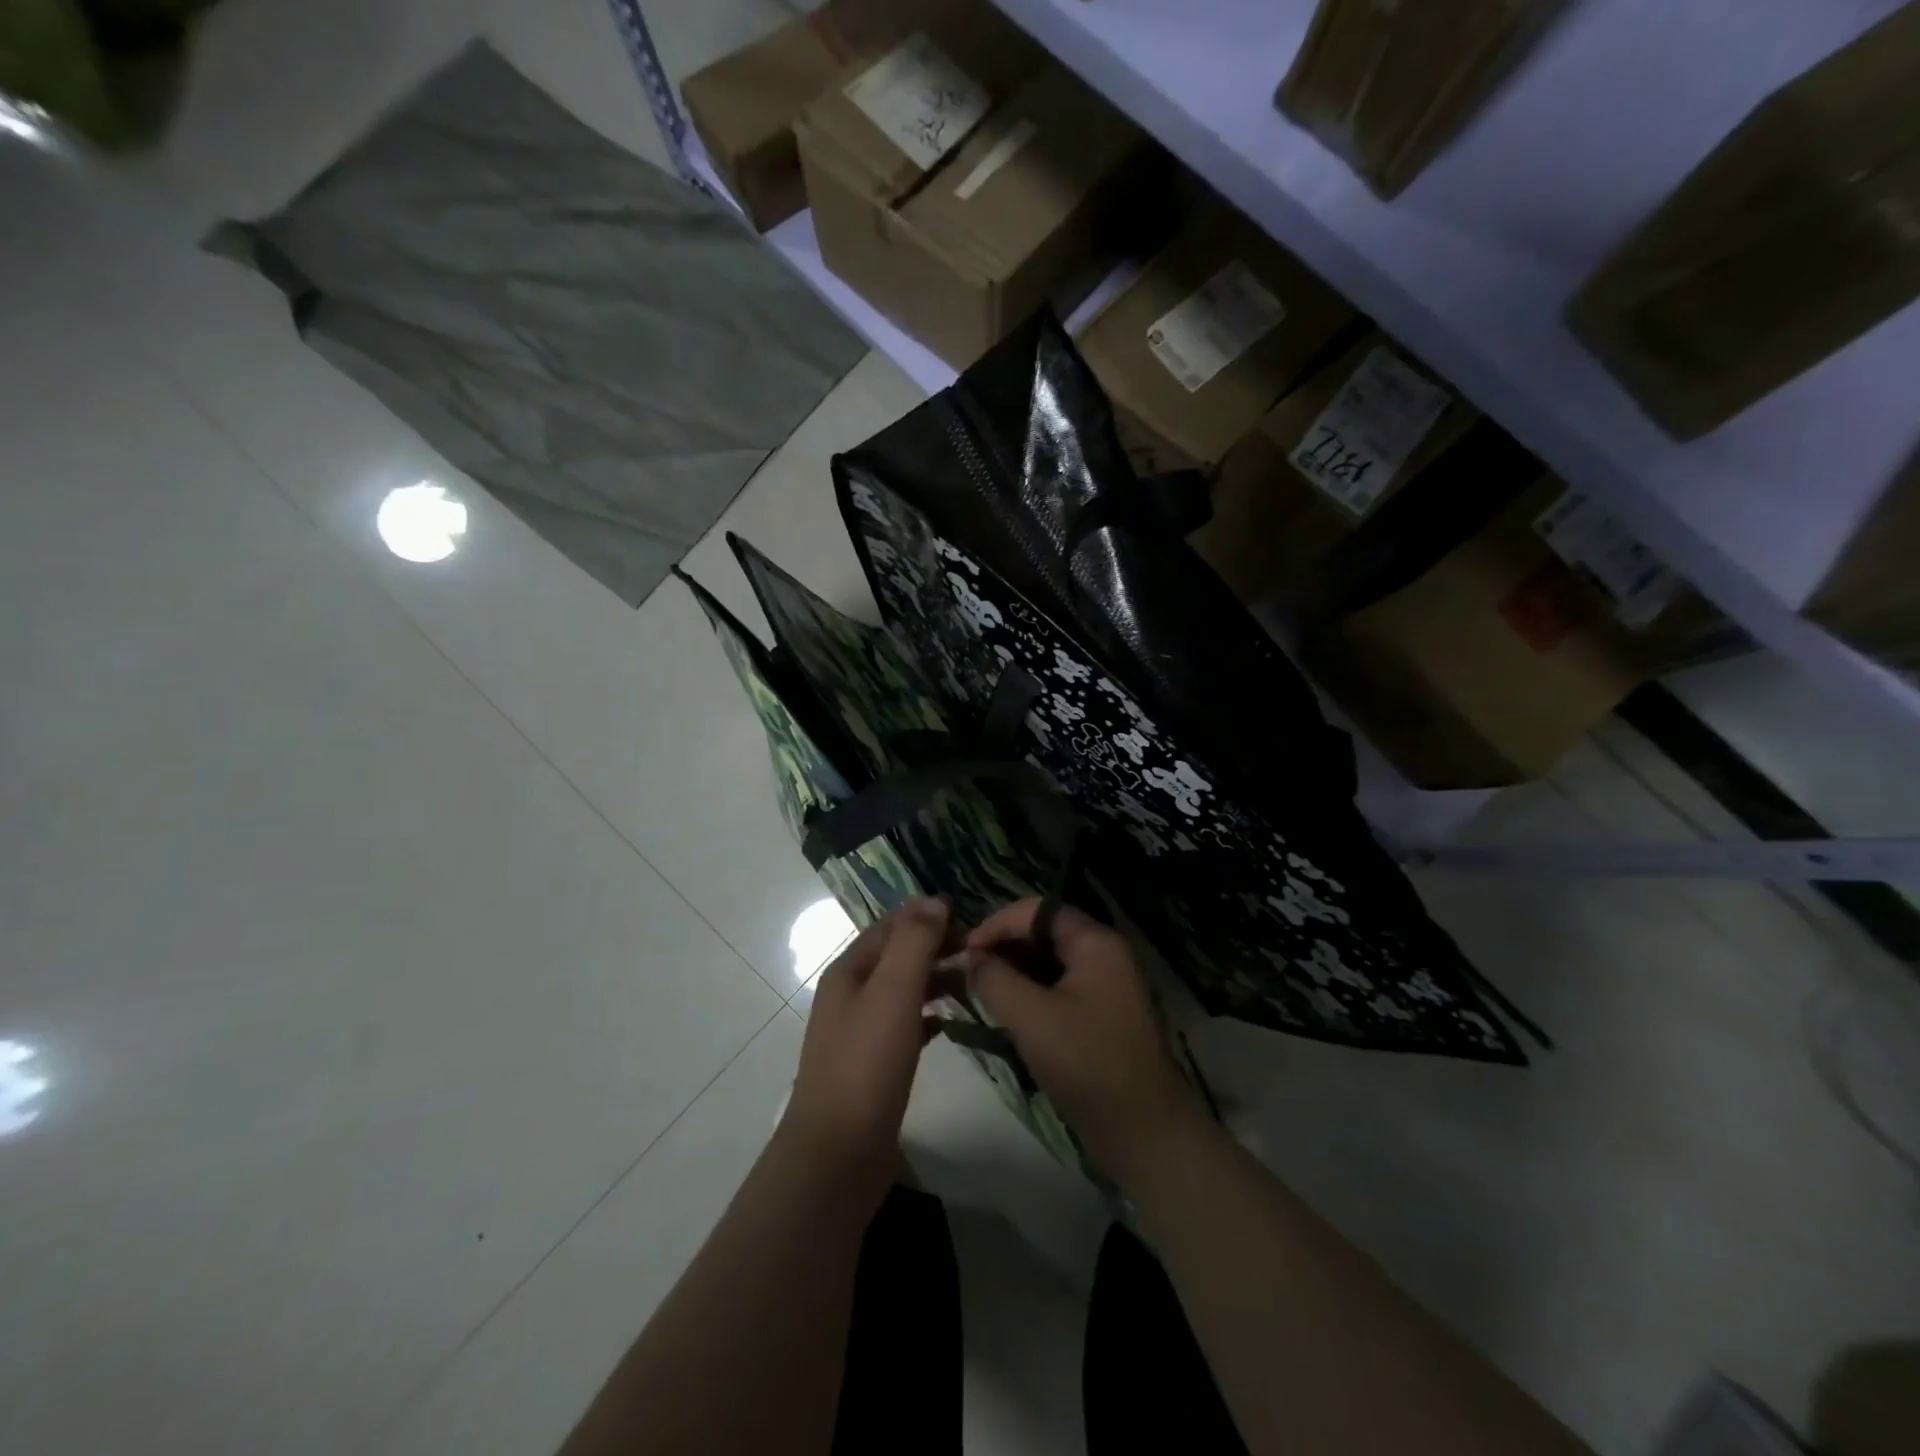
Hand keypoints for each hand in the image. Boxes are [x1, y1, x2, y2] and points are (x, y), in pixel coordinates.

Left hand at [779, 898, 950, 1213]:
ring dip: (934, 979)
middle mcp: (850, 994)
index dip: (928, 916)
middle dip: (935, 946)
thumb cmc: (866, 1064)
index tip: (971, 920)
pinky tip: (951, 1023)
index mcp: (849, 970)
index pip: (891, 925)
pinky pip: (904, 1025)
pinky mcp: (872, 1064)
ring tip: (974, 981)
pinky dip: (928, 1015)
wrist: (837, 1154)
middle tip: (980, 951)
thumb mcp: (893, 991)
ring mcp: (858, 1031)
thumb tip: (935, 900)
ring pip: (902, 990)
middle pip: (896, 955)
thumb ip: (914, 942)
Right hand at [966, 898, 1205, 1189]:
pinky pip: (1057, 987)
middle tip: (968, 973)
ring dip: (1014, 971)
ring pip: (1048, 962)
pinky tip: (1006, 1013)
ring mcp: (1104, 985)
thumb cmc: (1087, 1064)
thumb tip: (971, 958)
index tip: (965, 951)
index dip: (997, 923)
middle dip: (1004, 947)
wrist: (1143, 1131)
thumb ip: (994, 979)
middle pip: (1043, 932)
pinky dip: (1030, 993)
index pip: (1037, 909)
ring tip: (981, 992)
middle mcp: (1104, 954)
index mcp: (1095, 942)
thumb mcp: (1031, 1017)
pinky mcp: (1099, 1014)